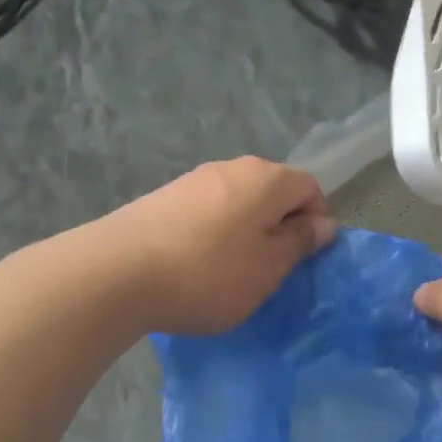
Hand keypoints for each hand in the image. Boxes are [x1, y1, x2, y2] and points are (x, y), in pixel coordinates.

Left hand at [109, 157, 336, 335]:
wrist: (116, 273)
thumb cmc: (208, 274)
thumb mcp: (268, 268)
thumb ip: (300, 242)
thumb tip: (325, 223)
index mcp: (267, 179)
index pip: (311, 187)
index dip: (316, 221)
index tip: (304, 258)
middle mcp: (232, 167)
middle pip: (273, 191)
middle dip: (280, 225)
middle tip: (271, 268)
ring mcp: (194, 179)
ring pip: (239, 201)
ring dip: (246, 230)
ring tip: (232, 270)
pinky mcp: (164, 196)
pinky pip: (207, 210)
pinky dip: (215, 232)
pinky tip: (197, 264)